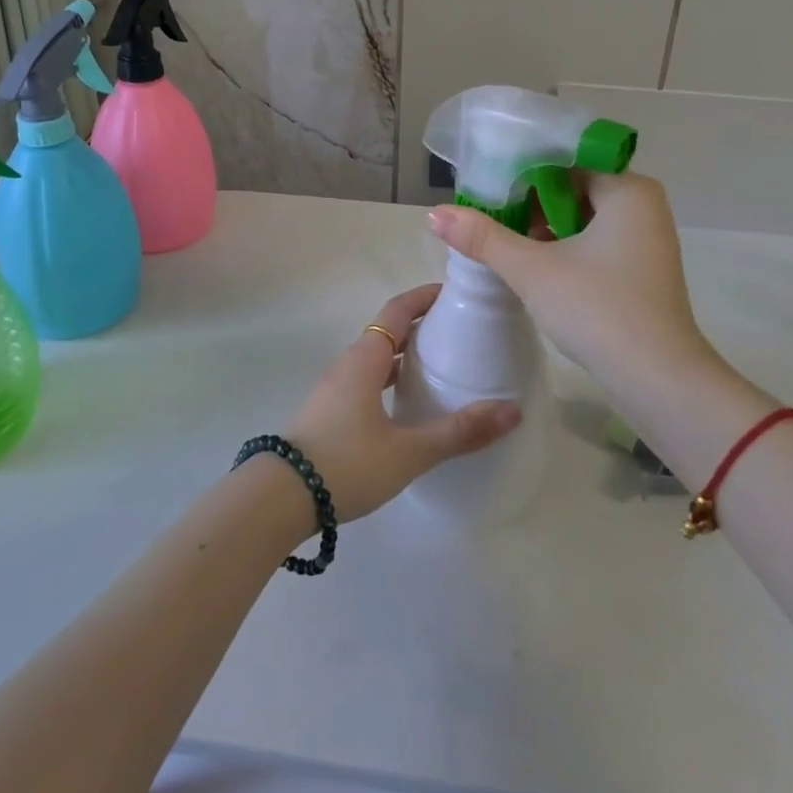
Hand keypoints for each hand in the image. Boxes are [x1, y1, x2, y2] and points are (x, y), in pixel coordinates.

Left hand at [281, 284, 520, 522]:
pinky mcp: (329, 413)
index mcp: (365, 359)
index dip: (424, 297)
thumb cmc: (347, 464)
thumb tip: (512, 411)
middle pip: (387, 332)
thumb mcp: (409, 451)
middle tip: (458, 332)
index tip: (453, 293)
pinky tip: (407, 406)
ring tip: (441, 366)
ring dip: (405, 356)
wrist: (280, 498)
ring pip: (376, 359)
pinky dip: (391, 380)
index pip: (397, 311)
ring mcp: (335, 389)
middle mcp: (348, 365)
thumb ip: (459, 432)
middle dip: (421, 326)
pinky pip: (366, 381)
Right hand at [427, 172, 720, 408]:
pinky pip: (595, 238)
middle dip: (530, 200)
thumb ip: (483, 237)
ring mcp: (645, 237)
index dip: (522, 170)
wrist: (657, 379)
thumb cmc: (598, 310)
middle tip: (488, 214)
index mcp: (627, 189)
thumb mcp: (532, 269)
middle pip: (573, 185)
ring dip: (545, 225)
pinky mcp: (641, 266)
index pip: (565, 159)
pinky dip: (565, 244)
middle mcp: (643, 203)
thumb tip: (433, 213)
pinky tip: (534, 262)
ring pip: (583, 214)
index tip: (486, 187)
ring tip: (503, 239)